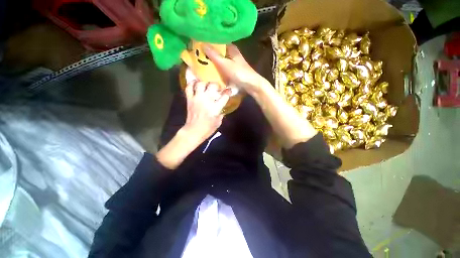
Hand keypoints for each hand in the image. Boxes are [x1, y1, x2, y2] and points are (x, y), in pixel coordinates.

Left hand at [182, 81, 229, 143]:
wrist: (194, 131)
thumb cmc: (208, 128)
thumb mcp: (218, 122)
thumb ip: (220, 113)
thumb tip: (221, 107)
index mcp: (215, 107)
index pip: (224, 96)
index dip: (228, 92)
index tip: (229, 90)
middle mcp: (206, 100)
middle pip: (212, 86)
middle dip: (216, 85)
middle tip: (217, 88)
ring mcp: (197, 99)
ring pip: (200, 84)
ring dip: (205, 83)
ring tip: (206, 85)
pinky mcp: (189, 99)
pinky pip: (189, 88)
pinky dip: (191, 84)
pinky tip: (195, 84)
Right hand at [203, 44, 268, 93]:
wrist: (251, 85)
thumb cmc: (239, 73)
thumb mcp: (225, 64)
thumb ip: (214, 55)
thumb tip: (202, 44)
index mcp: (231, 49)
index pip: (218, 42)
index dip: (209, 42)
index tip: (198, 43)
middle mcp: (231, 54)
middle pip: (218, 52)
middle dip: (209, 54)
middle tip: (197, 55)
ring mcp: (232, 63)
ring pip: (220, 61)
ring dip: (213, 62)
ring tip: (201, 63)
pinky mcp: (233, 71)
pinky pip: (222, 69)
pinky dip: (217, 69)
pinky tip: (210, 72)